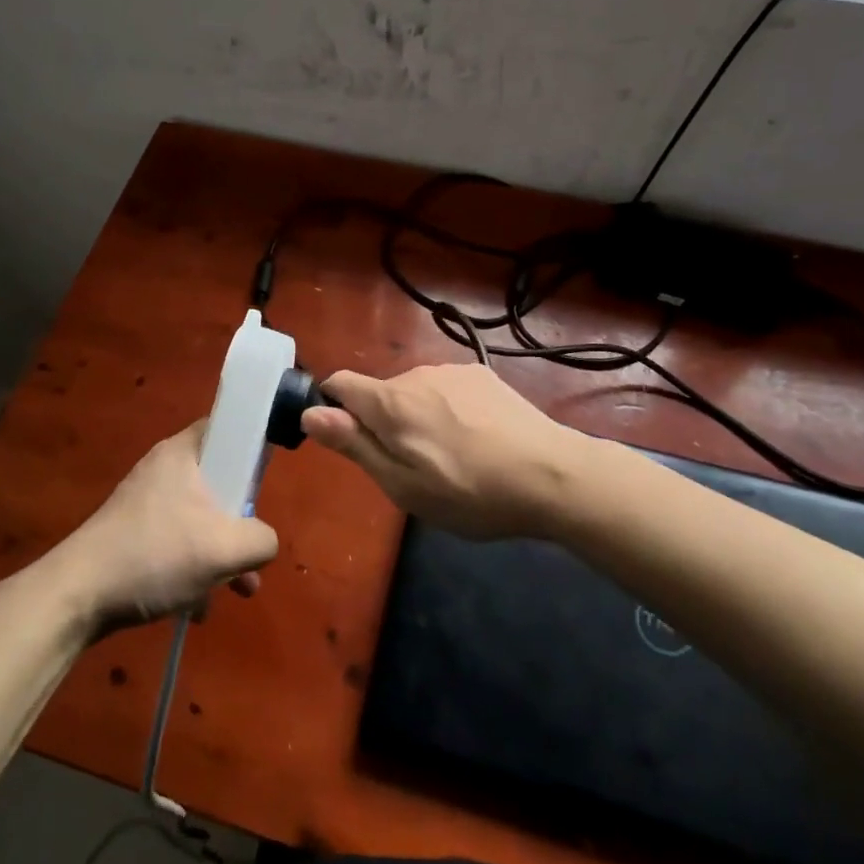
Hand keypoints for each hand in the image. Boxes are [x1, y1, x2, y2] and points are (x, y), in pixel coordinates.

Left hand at [58, 421, 278, 635]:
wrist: (76, 596)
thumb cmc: (155, 556)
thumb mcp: (224, 549)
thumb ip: (261, 539)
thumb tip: (264, 541)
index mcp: (183, 453)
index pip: (227, 426)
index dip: (253, 447)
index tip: (266, 482)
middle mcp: (164, 469)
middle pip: (220, 481)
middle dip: (241, 524)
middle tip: (252, 552)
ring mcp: (146, 503)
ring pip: (201, 518)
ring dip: (221, 555)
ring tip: (235, 593)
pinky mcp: (134, 534)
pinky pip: (178, 542)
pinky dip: (193, 569)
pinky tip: (195, 607)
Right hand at [302, 365, 577, 539]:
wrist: (553, 475)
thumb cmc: (469, 492)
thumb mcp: (402, 484)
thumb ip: (354, 444)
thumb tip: (310, 413)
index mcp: (390, 401)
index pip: (339, 383)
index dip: (332, 408)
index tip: (351, 442)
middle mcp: (417, 374)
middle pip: (380, 393)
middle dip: (382, 423)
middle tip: (412, 469)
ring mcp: (454, 371)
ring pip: (415, 392)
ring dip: (417, 417)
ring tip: (451, 458)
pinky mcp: (484, 375)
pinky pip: (447, 389)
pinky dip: (448, 410)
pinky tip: (478, 440)